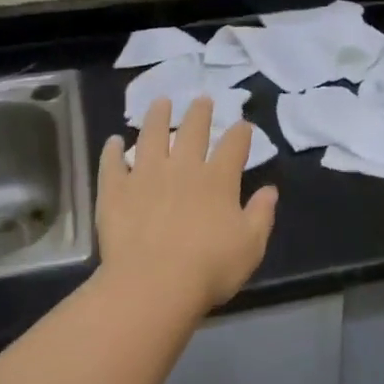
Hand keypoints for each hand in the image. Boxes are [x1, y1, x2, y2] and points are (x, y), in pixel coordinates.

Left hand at [97, 97, 277, 316]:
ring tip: (160, 102)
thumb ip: (261, 215)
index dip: (240, 133)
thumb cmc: (209, 268)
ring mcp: (145, 176)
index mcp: (218, 180)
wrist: (153, 284)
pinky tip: (113, 142)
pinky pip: (112, 164)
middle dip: (200, 113)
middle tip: (202, 99)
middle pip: (192, 131)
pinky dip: (112, 151)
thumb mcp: (250, 246)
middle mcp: (182, 168)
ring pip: (151, 136)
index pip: (234, 146)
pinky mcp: (115, 191)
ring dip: (156, 117)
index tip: (243, 125)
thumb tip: (270, 190)